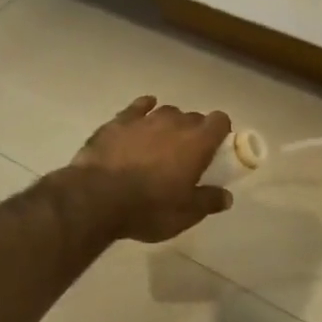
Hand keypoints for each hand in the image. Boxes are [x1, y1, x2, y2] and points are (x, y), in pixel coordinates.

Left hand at [70, 96, 234, 242]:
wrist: (95, 198)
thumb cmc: (148, 208)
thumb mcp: (185, 215)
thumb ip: (209, 202)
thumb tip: (226, 196)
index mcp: (197, 143)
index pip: (220, 121)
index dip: (221, 132)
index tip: (216, 149)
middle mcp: (175, 123)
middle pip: (194, 117)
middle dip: (195, 132)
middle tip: (187, 156)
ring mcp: (145, 119)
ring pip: (167, 112)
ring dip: (170, 124)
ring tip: (162, 143)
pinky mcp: (118, 121)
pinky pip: (138, 107)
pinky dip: (144, 109)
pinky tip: (142, 116)